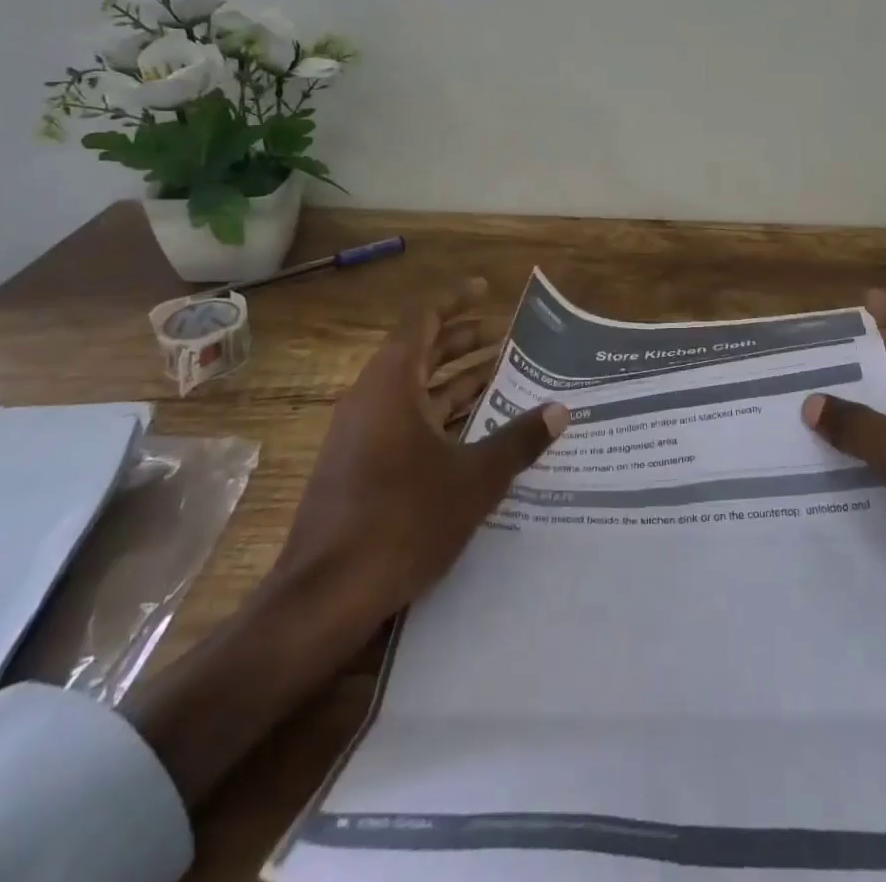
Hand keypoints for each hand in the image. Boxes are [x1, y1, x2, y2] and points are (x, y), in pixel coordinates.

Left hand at [270, 275, 569, 645]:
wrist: (326, 596)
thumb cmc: (403, 520)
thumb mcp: (474, 478)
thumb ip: (518, 440)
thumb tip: (560, 410)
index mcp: (392, 383)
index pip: (424, 320)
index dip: (455, 300)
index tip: (486, 289)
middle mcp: (372, 398)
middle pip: (421, 351)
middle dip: (465, 340)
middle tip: (508, 337)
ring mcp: (361, 434)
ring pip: (415, 389)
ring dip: (456, 380)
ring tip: (502, 378)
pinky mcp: (359, 466)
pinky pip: (405, 420)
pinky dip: (441, 414)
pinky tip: (475, 432)